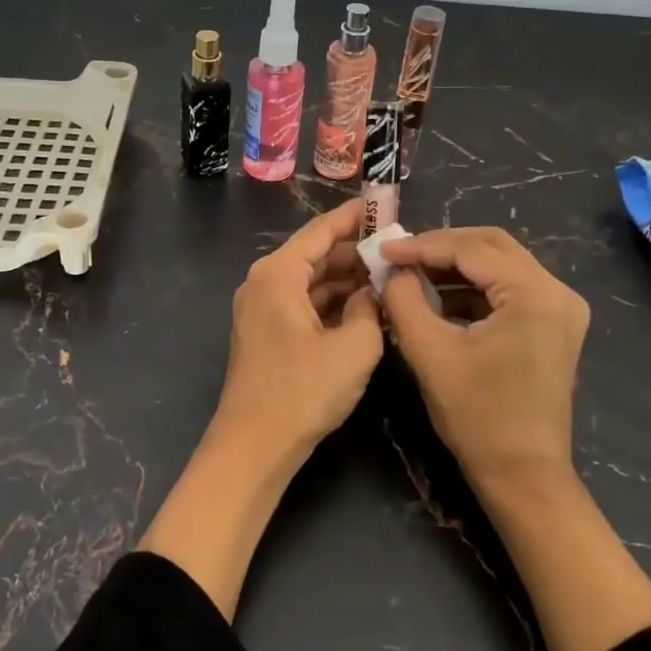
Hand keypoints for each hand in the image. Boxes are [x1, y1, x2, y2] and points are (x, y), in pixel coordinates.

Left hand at [214, 197, 382, 459]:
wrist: (254, 445)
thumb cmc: (303, 391)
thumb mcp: (355, 346)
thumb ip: (370, 308)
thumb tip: (371, 293)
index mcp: (278, 273)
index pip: (321, 230)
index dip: (355, 217)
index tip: (385, 205)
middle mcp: (264, 281)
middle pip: (315, 254)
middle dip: (355, 251)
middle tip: (396, 248)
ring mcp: (261, 308)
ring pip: (310, 280)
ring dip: (346, 279)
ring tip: (388, 276)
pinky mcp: (266, 332)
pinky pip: (303, 303)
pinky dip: (331, 302)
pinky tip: (363, 307)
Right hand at [379, 227, 589, 490]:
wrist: (524, 476)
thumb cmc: (478, 417)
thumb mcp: (430, 353)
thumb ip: (405, 300)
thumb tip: (393, 271)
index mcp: (534, 293)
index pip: (471, 249)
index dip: (422, 245)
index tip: (383, 250)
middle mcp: (557, 291)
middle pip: (492, 246)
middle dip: (441, 248)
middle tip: (399, 256)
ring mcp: (560, 308)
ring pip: (500, 265)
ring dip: (455, 267)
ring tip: (412, 275)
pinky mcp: (553, 325)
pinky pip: (508, 289)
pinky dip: (472, 288)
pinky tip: (439, 299)